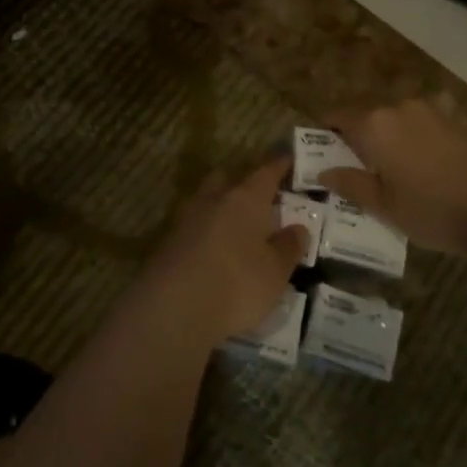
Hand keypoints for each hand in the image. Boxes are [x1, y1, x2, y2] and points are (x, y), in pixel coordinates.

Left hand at [136, 159, 309, 344]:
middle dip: (243, 181)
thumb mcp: (275, 271)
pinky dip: (207, 231)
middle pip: (228, 178)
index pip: (266, 172)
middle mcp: (213, 199)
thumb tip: (298, 228)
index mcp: (245, 198)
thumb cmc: (236, 283)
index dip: (279, 165)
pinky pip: (194, 226)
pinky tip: (215, 249)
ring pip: (207, 200)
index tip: (289, 159)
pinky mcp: (168, 242)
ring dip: (222, 206)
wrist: (173, 308)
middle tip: (260, 195)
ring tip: (238, 224)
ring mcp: (186, 219)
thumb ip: (288, 247)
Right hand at [319, 101, 466, 258]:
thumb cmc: (429, 210)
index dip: (325, 132)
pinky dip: (410, 144)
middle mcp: (399, 109)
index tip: (320, 151)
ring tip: (389, 174)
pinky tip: (418, 172)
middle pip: (367, 119)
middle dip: (358, 140)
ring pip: (394, 123)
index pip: (338, 117)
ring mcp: (429, 113)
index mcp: (374, 125)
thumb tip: (323, 172)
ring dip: (387, 142)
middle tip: (355, 170)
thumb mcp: (382, 204)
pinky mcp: (452, 124)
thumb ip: (349, 183)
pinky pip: (419, 129)